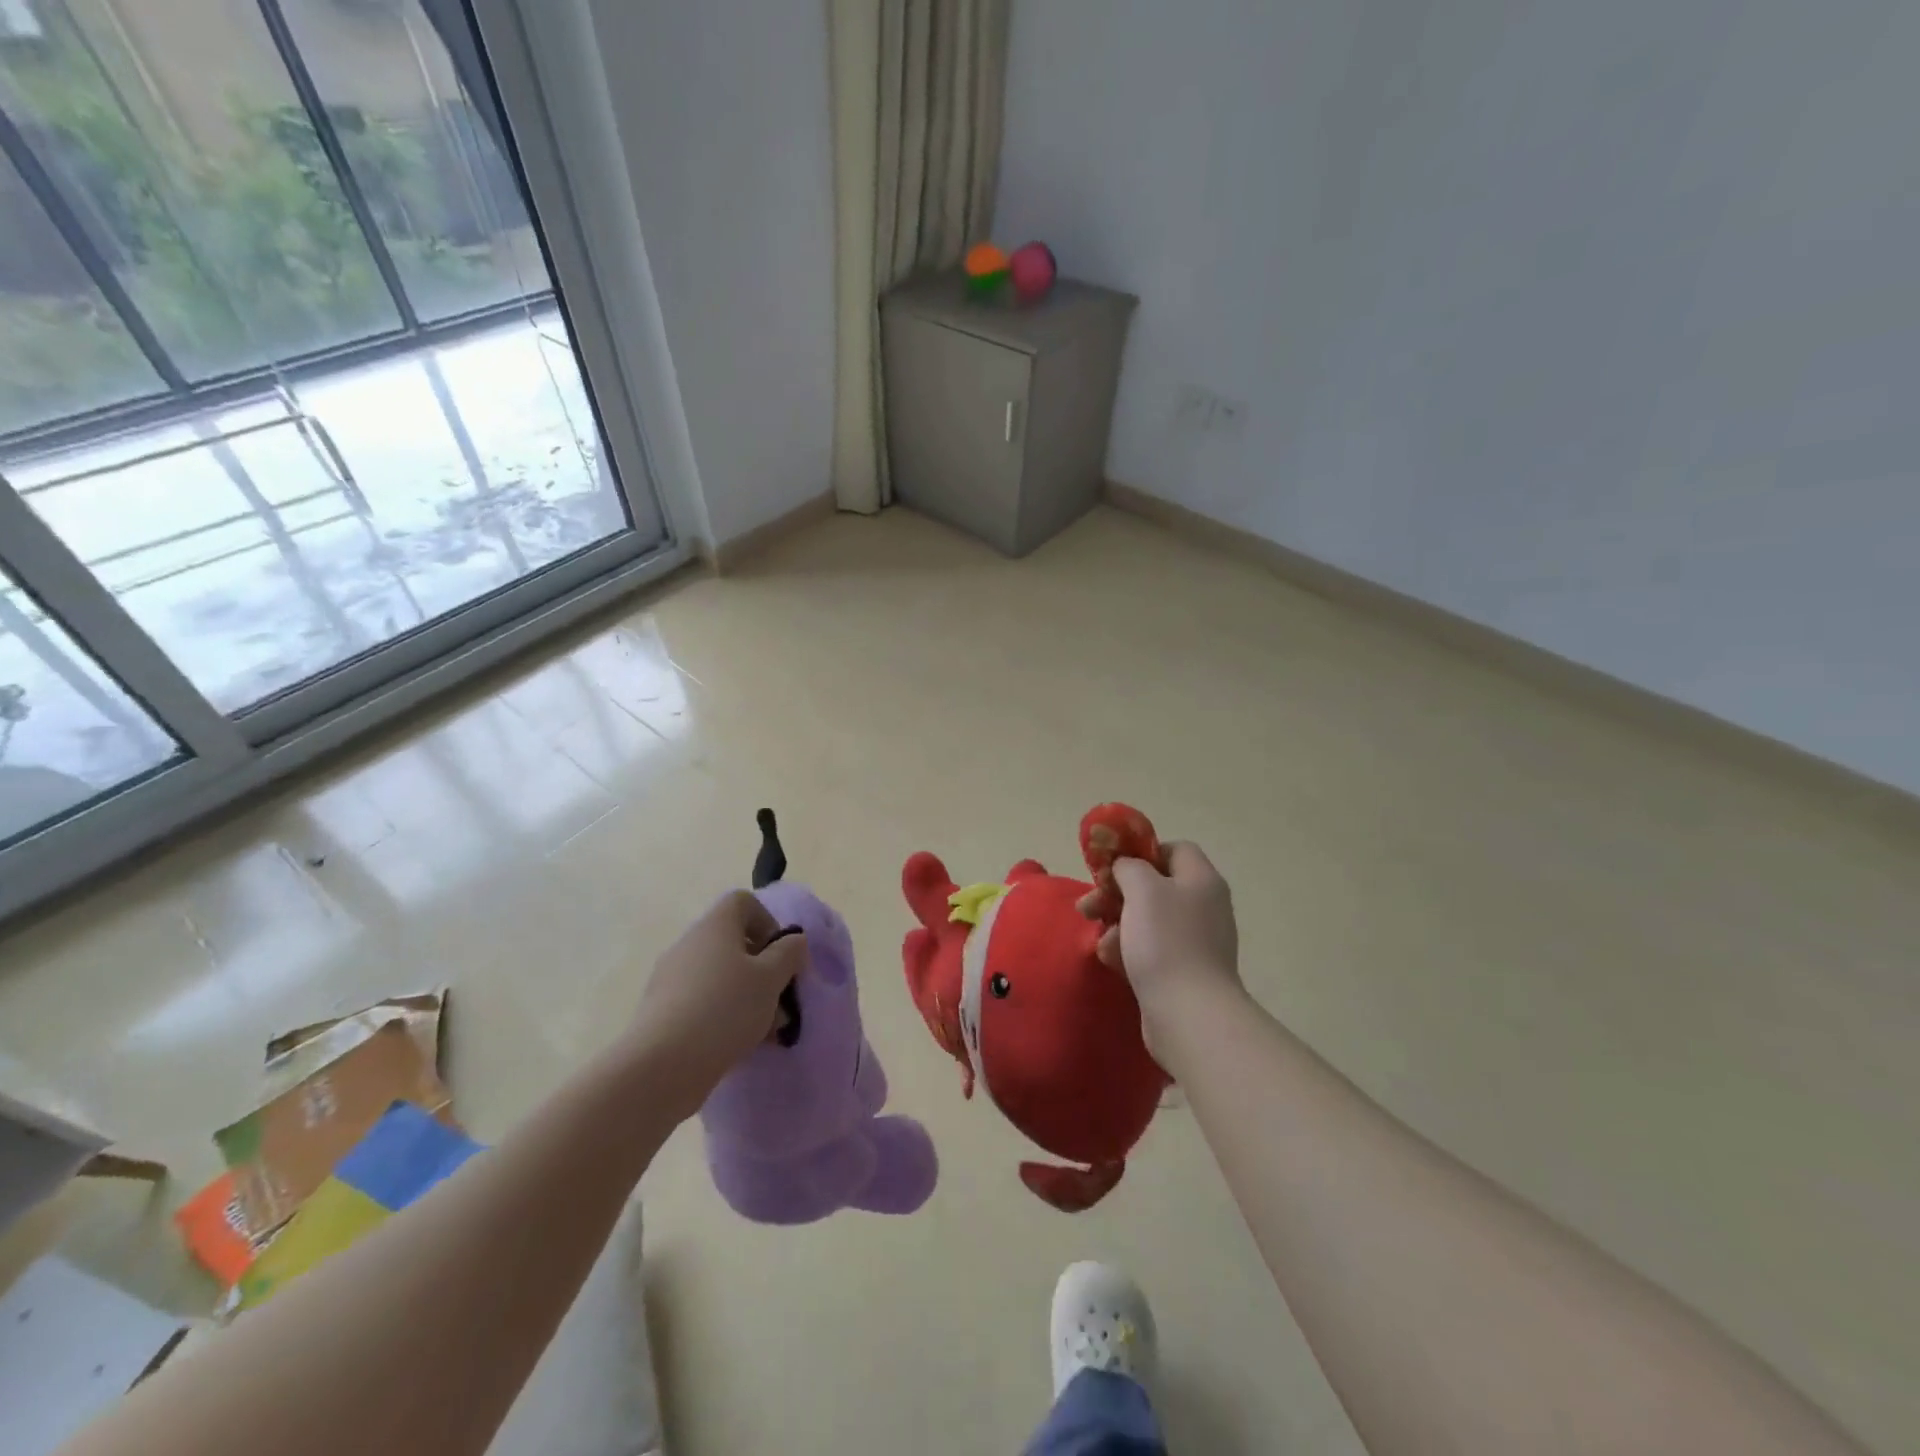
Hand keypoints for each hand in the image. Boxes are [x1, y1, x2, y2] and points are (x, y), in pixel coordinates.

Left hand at [625, 891, 806, 1121]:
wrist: (662, 1066)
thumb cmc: (725, 1009)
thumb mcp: (771, 978)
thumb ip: (789, 954)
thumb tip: (793, 940)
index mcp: (715, 926)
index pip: (743, 902)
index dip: (768, 921)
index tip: (782, 955)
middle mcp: (690, 944)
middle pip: (733, 943)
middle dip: (763, 969)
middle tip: (781, 999)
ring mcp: (671, 978)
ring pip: (721, 977)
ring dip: (748, 997)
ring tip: (768, 1032)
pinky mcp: (662, 1012)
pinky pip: (703, 1002)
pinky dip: (724, 1016)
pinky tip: (741, 1046)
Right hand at [1084, 842, 1242, 1061]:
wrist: (1189, 1014)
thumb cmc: (1166, 941)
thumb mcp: (1143, 889)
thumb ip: (1129, 867)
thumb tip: (1126, 868)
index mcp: (1201, 880)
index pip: (1174, 850)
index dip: (1142, 853)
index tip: (1113, 868)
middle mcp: (1203, 906)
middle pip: (1155, 886)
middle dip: (1117, 893)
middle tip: (1088, 905)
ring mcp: (1195, 942)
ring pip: (1147, 920)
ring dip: (1117, 924)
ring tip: (1098, 939)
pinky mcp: (1183, 972)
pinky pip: (1150, 950)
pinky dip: (1128, 951)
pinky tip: (1111, 961)